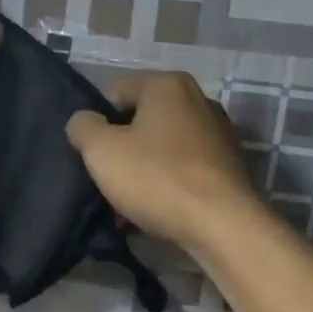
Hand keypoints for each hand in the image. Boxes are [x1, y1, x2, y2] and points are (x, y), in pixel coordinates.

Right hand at [65, 72, 258, 251]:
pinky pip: (185, 170)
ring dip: (143, 171)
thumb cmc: (157, 178)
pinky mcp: (230, 167)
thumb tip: (84, 122)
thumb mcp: (101, 150)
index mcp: (168, 85)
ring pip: (162, 148)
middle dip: (122, 149)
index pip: (115, 93)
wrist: (222, 226)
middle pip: (141, 120)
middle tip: (109, 180)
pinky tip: (158, 211)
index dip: (97, 123)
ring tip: (130, 204)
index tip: (94, 155)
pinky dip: (168, 185)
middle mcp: (198, 100)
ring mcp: (219, 134)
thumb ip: (82, 127)